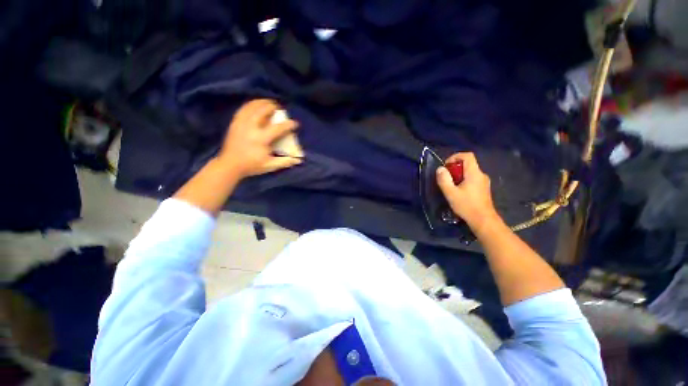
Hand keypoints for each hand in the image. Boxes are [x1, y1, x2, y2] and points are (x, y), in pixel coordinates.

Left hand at [217, 99, 301, 178]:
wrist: (230, 165)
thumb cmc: (251, 166)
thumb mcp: (270, 165)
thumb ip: (284, 162)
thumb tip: (298, 160)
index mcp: (261, 139)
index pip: (278, 128)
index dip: (288, 124)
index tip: (295, 123)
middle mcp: (251, 128)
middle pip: (263, 111)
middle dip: (272, 107)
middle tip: (279, 108)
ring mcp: (241, 124)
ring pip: (251, 107)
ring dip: (261, 102)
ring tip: (268, 102)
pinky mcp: (234, 123)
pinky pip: (243, 109)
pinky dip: (250, 105)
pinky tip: (255, 105)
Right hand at [436, 152, 499, 229]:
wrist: (483, 220)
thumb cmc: (466, 206)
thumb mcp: (451, 193)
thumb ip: (444, 179)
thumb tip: (440, 169)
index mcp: (474, 173)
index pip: (467, 156)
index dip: (455, 157)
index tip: (446, 166)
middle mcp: (481, 175)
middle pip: (467, 163)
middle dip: (454, 168)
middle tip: (445, 178)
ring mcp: (484, 182)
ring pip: (469, 172)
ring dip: (458, 175)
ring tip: (450, 186)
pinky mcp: (483, 189)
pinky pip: (472, 179)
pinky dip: (463, 180)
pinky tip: (458, 192)